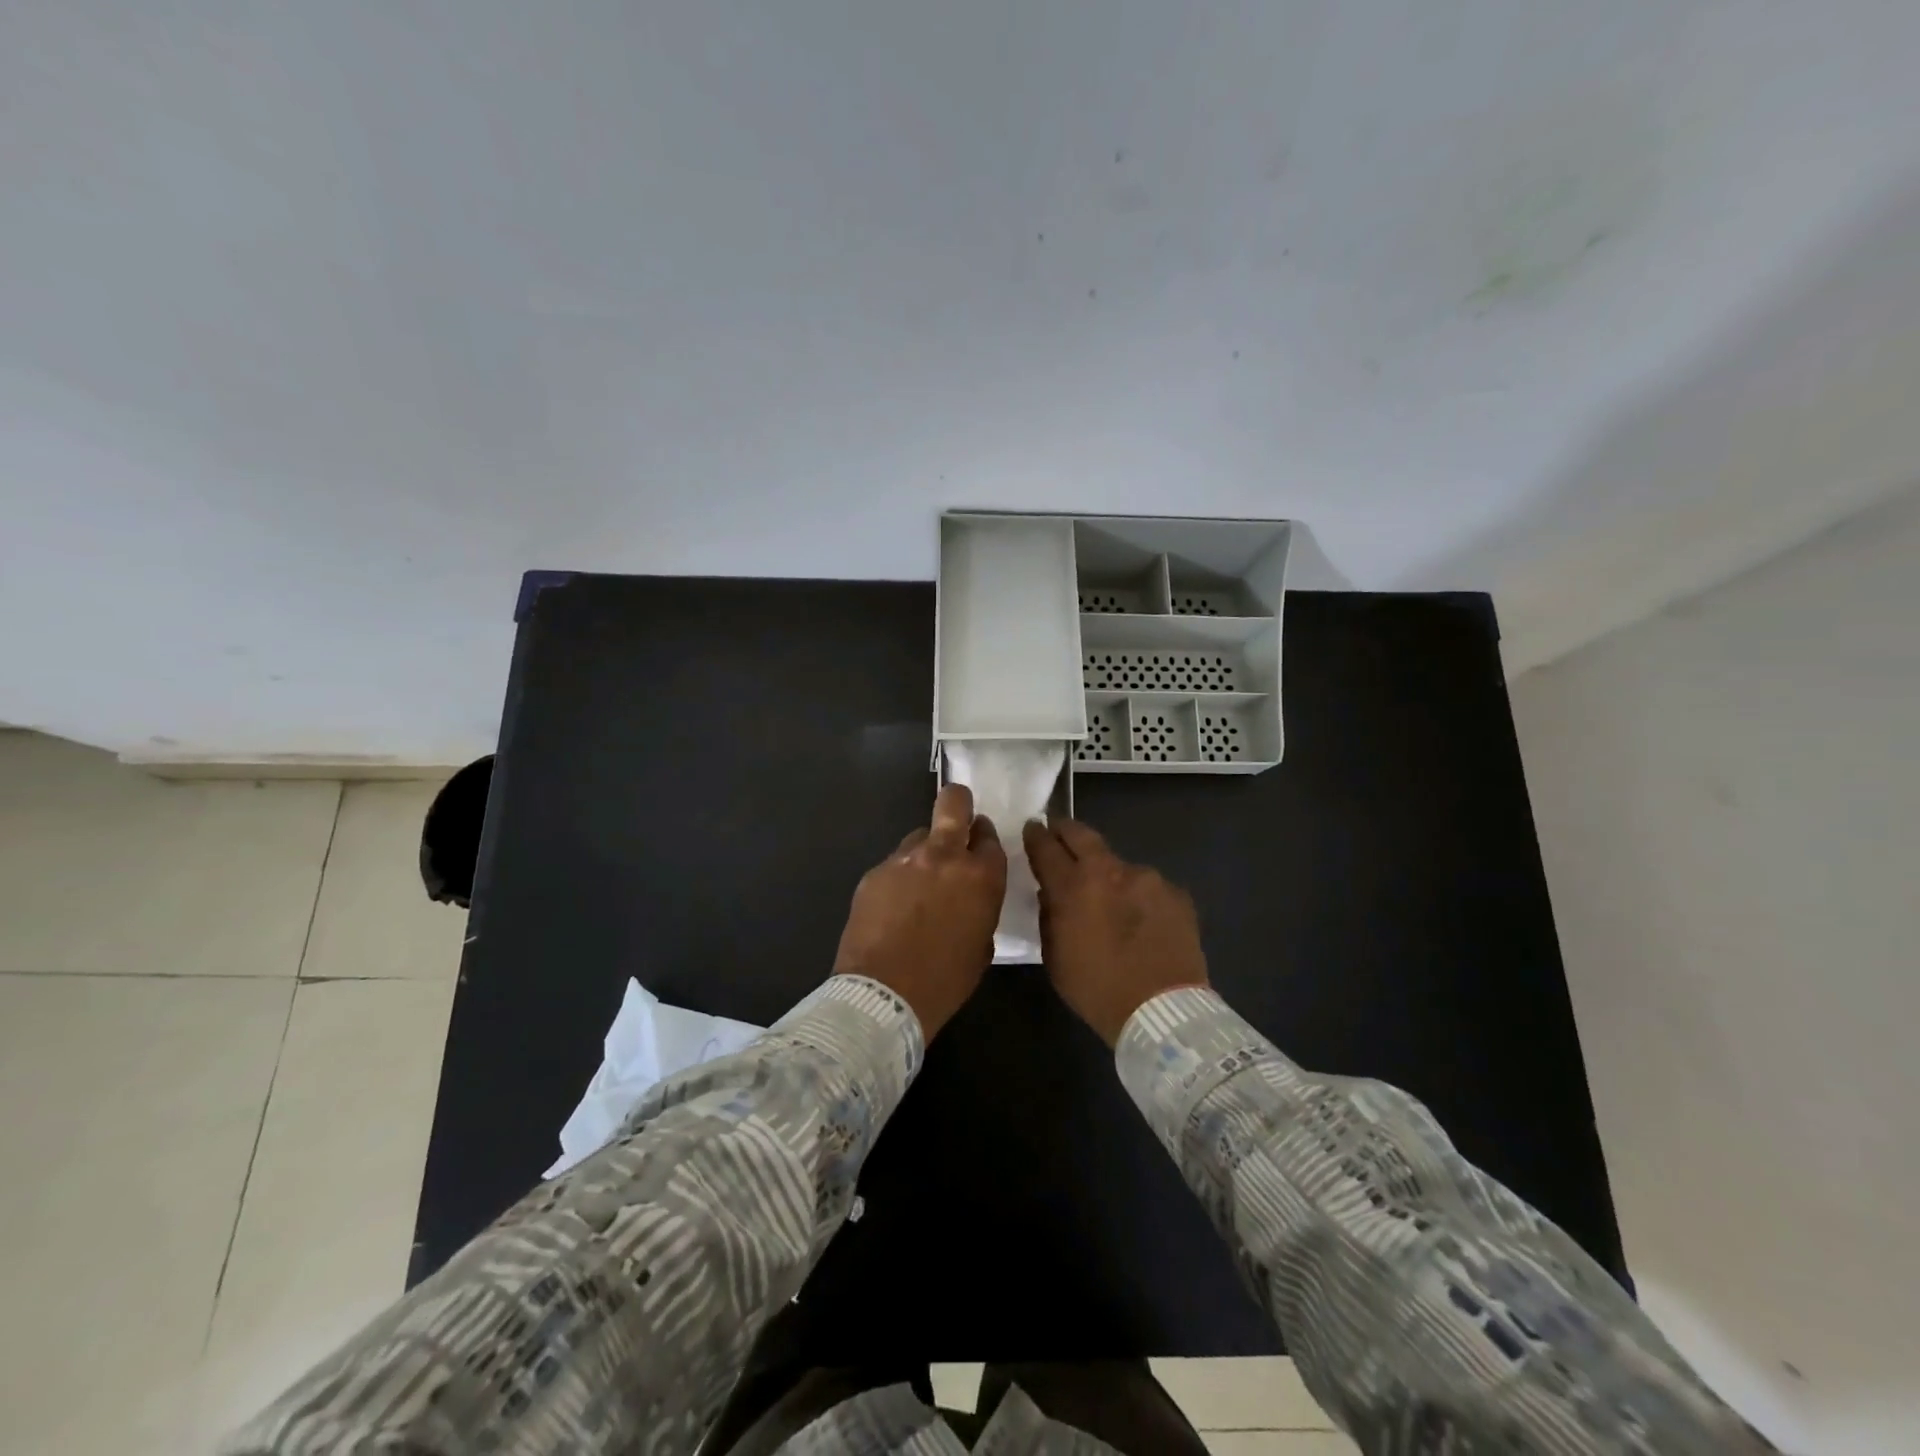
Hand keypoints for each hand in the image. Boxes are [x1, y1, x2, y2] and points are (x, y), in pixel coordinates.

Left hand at [833, 784, 1007, 1039]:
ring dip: (924, 850)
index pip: (989, 838)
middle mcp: (945, 857)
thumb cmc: (945, 980)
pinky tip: (893, 905)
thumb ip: (980, 907)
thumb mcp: (981, 946)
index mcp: (981, 877)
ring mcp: (905, 860)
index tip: (978, 846)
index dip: (984, 839)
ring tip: (917, 881)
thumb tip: (969, 897)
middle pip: (954, 803)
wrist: (884, 995)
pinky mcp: (875, 872)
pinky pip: (894, 864)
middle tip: (957, 816)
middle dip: (958, 802)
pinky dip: (898, 877)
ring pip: (919, 835)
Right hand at [1023, 817, 1208, 1045]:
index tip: (1033, 828)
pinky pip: (1149, 888)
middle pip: (1082, 835)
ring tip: (1111, 900)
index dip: (1036, 835)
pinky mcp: (1176, 893)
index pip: (1046, 847)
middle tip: (1059, 830)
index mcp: (1073, 886)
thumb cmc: (1097, 989)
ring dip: (1109, 875)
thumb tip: (1051, 894)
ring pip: (1119, 865)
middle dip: (1066, 830)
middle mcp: (1110, 871)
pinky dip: (1139, 897)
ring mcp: (1147, 878)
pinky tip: (1142, 921)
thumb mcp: (1055, 957)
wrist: (1163, 1010)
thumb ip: (1049, 916)